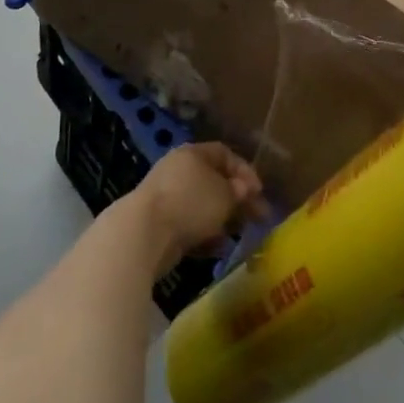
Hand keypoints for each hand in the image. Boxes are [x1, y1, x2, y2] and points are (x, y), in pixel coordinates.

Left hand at [133, 142, 270, 266]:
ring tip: (238, 234)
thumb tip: (243, 189)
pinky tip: (217, 248)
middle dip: (237, 200)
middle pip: (214, 182)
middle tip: (257, 217)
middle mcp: (178, 171)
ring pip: (202, 206)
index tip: (259, 192)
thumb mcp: (225, 194)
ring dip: (222, 220)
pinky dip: (205, 236)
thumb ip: (239, 190)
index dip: (245, 171)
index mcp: (193, 154)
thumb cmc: (191, 203)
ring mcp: (166, 198)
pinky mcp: (159, 224)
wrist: (144, 233)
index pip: (224, 154)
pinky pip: (189, 226)